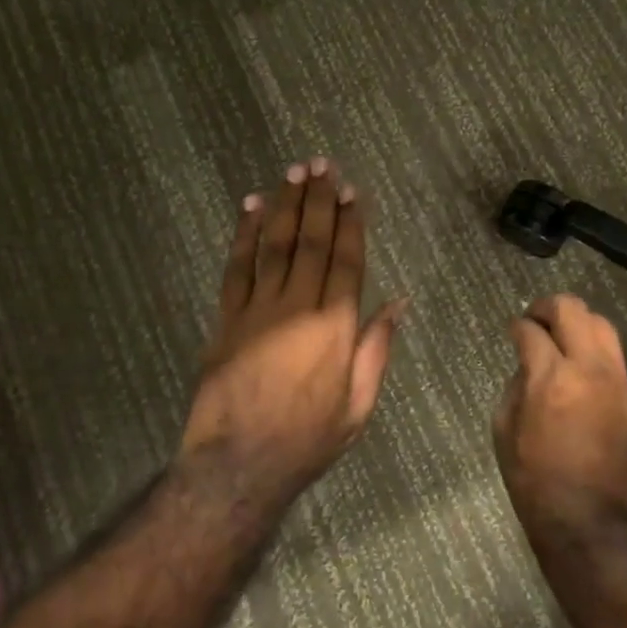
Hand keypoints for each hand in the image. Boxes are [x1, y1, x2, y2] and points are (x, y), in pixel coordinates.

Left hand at [180, 159, 405, 509]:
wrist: (239, 462)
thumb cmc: (307, 439)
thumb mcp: (358, 405)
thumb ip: (377, 348)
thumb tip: (399, 302)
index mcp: (336, 326)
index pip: (347, 260)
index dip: (351, 222)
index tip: (352, 191)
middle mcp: (299, 305)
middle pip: (312, 241)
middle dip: (319, 200)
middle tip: (322, 165)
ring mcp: (259, 308)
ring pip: (275, 244)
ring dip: (285, 205)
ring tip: (293, 171)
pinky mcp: (227, 316)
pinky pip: (238, 266)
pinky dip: (244, 234)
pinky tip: (251, 207)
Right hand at [496, 295, 626, 537]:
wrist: (589, 522)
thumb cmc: (534, 480)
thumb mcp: (504, 430)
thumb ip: (516, 386)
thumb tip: (529, 367)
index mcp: (550, 378)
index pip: (532, 330)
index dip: (517, 326)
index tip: (512, 330)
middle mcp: (588, 369)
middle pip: (573, 310)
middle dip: (548, 307)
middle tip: (534, 320)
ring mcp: (616, 383)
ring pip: (602, 326)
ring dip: (577, 322)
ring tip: (559, 336)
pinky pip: (614, 356)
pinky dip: (593, 349)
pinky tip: (578, 365)